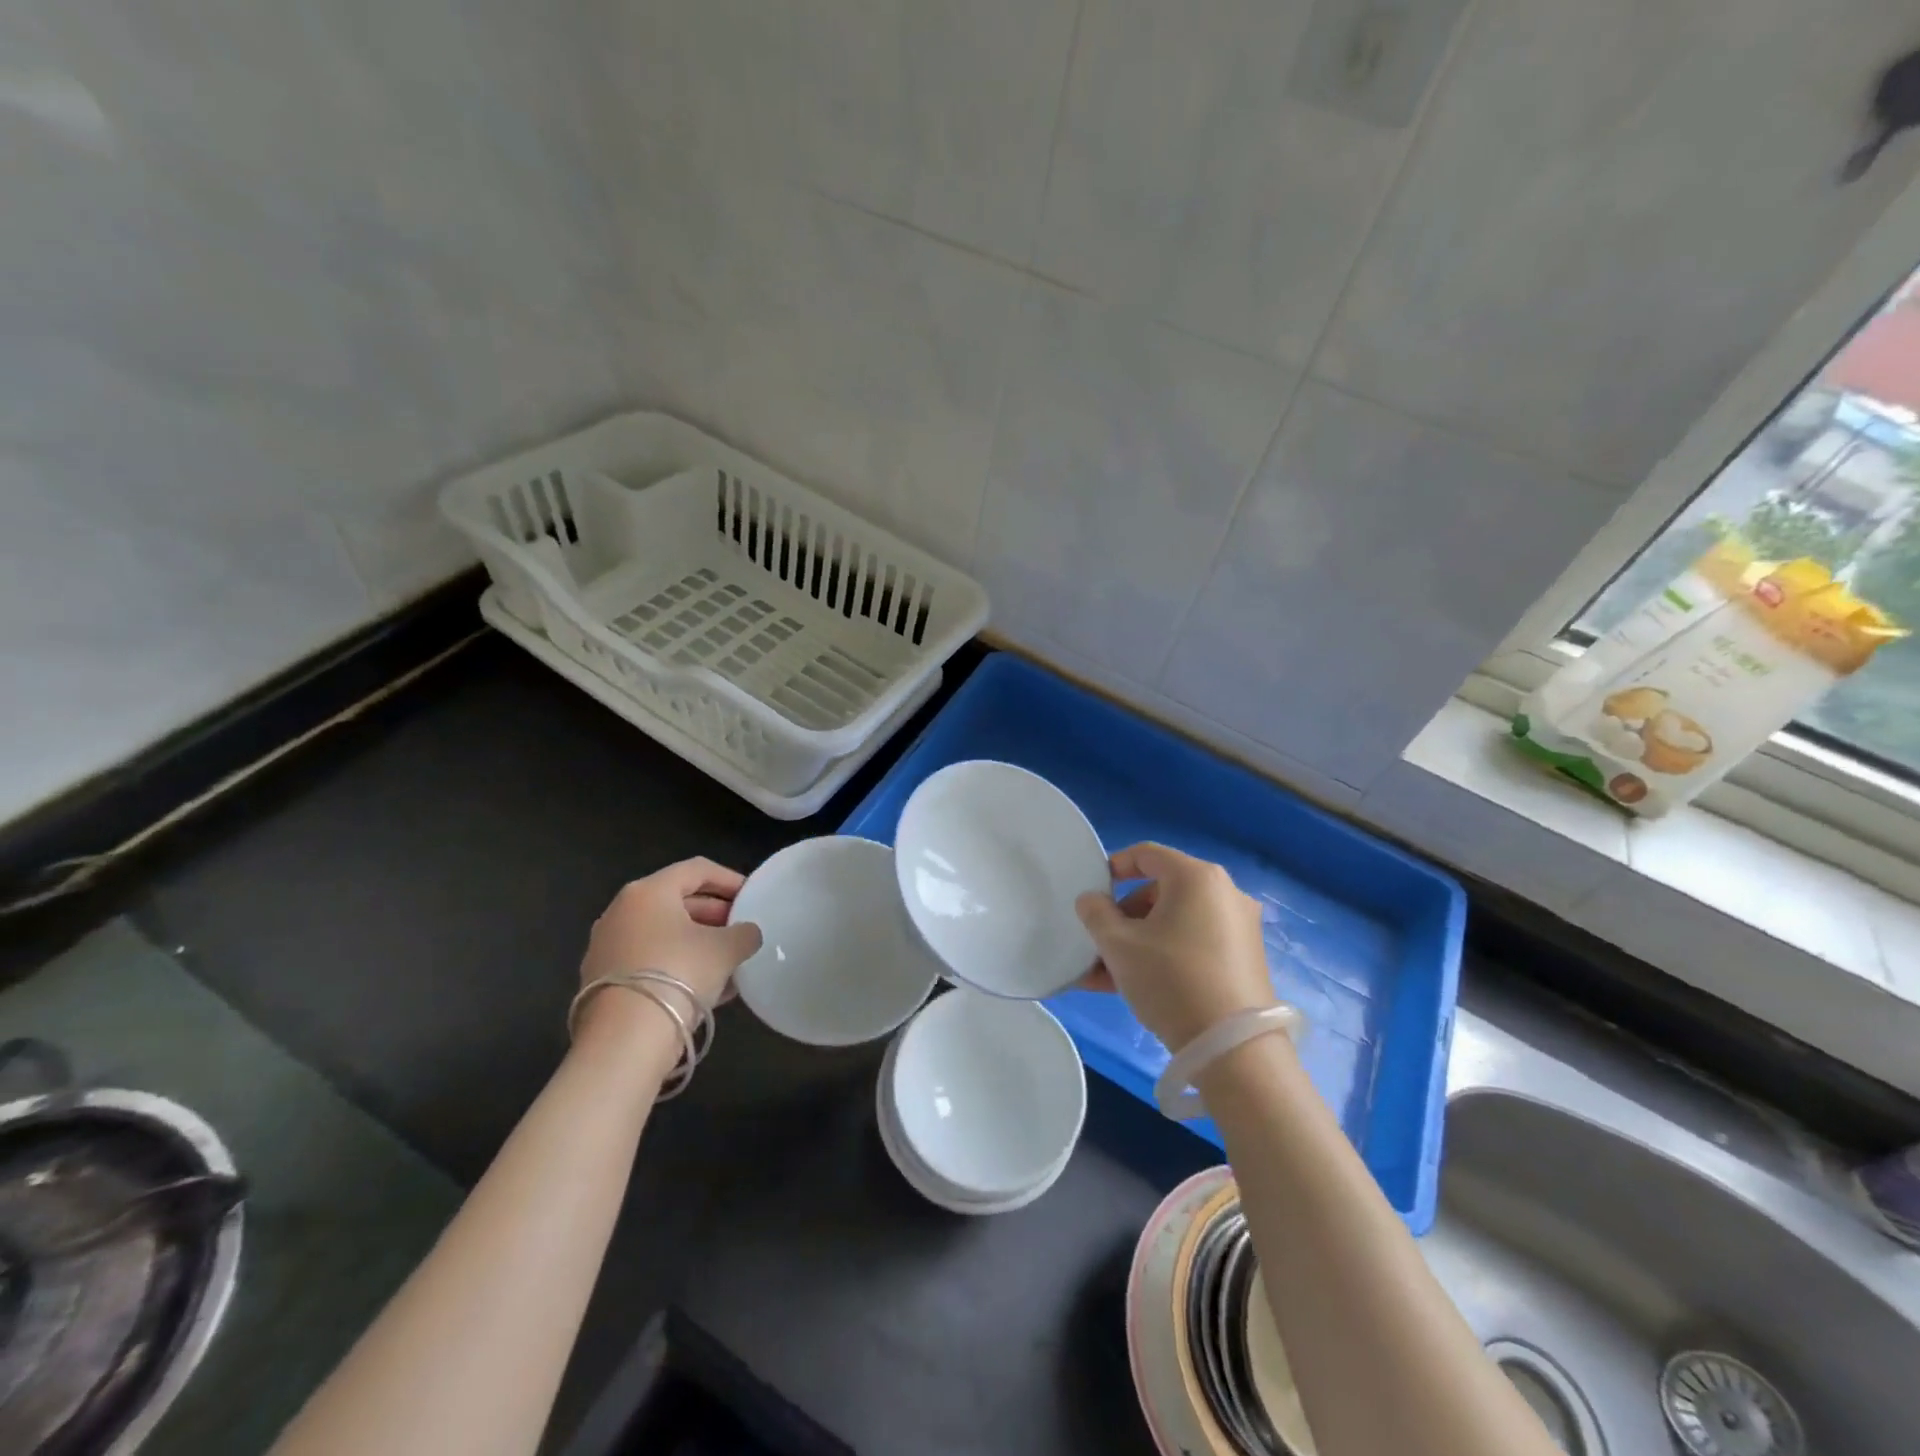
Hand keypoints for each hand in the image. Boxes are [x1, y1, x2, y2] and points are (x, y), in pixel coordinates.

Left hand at [577, 859, 762, 1045]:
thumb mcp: (726, 949)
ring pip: (664, 935)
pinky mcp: (603, 982)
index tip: (752, 896)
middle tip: (741, 930)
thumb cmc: (679, 973)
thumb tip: (747, 934)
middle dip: (715, 915)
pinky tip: (708, 989)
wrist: (624, 1040)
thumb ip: (744, 934)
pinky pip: (651, 962)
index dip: (729, 879)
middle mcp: (621, 912)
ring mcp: (607, 948)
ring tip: (731, 963)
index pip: (696, 870)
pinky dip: (679, 966)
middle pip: (677, 902)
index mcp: (648, 892)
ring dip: (698, 944)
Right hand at [1074, 843, 1275, 1051]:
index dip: (1115, 866)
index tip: (1093, 890)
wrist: (1234, 1049)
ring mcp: (1238, 927)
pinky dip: (1164, 955)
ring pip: (1174, 922)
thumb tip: (1092, 900)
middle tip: (1099, 943)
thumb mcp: (1119, 945)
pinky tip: (1134, 987)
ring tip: (1105, 976)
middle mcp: (1224, 893)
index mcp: (1196, 877)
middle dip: (1123, 916)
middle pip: (1161, 891)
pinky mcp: (1244, 959)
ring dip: (1138, 942)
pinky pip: (1193, 944)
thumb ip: (1096, 914)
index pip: (1147, 854)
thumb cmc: (1171, 980)